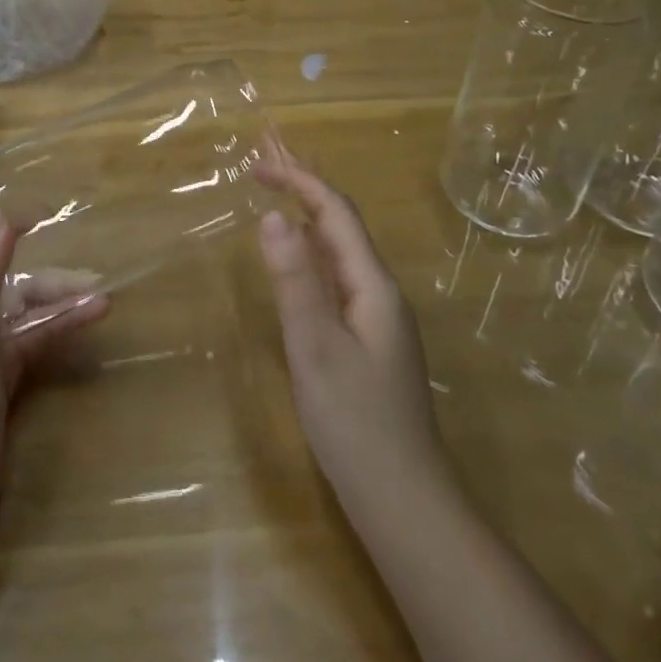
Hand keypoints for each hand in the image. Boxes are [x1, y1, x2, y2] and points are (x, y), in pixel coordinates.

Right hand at [254, 156, 452, 513]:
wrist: (403, 500)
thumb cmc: (355, 422)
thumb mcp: (315, 348)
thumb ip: (295, 281)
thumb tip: (272, 216)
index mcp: (372, 285)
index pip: (335, 213)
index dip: (299, 180)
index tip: (257, 164)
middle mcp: (379, 291)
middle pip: (341, 224)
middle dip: (304, 187)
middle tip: (265, 161)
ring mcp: (376, 317)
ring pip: (339, 250)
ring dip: (308, 216)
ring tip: (277, 193)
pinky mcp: (367, 341)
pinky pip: (337, 277)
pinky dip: (312, 252)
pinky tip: (299, 261)